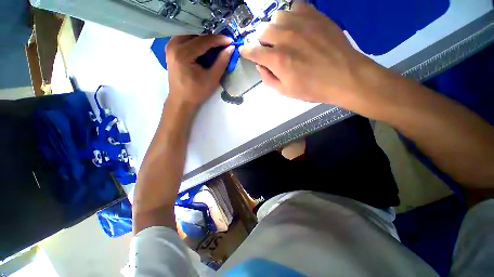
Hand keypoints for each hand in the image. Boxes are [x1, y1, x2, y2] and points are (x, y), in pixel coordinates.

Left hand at [165, 35, 233, 107]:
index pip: (203, 40)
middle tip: (223, 43)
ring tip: (214, 44)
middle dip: (211, 37)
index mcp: (183, 54)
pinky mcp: (170, 50)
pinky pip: (184, 39)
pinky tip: (202, 47)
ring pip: (189, 34)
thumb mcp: (212, 78)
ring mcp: (170, 47)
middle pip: (195, 34)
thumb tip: (231, 48)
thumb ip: (222, 62)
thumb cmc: (197, 92)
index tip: (230, 41)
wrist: (181, 100)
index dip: (219, 39)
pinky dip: (195, 40)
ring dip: (202, 38)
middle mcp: (173, 46)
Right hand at [239, 3, 387, 109]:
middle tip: (269, 49)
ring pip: (277, 16)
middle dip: (262, 41)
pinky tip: (296, 26)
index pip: (253, 51)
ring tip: (283, 37)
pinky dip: (291, 15)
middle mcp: (285, 38)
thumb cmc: (312, 88)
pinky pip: (295, 6)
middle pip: (262, 30)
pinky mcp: (315, 15)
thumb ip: (267, 79)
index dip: (246, 51)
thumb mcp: (285, 91)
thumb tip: (259, 66)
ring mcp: (301, 23)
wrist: (344, 76)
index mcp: (277, 60)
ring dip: (275, 27)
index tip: (245, 51)